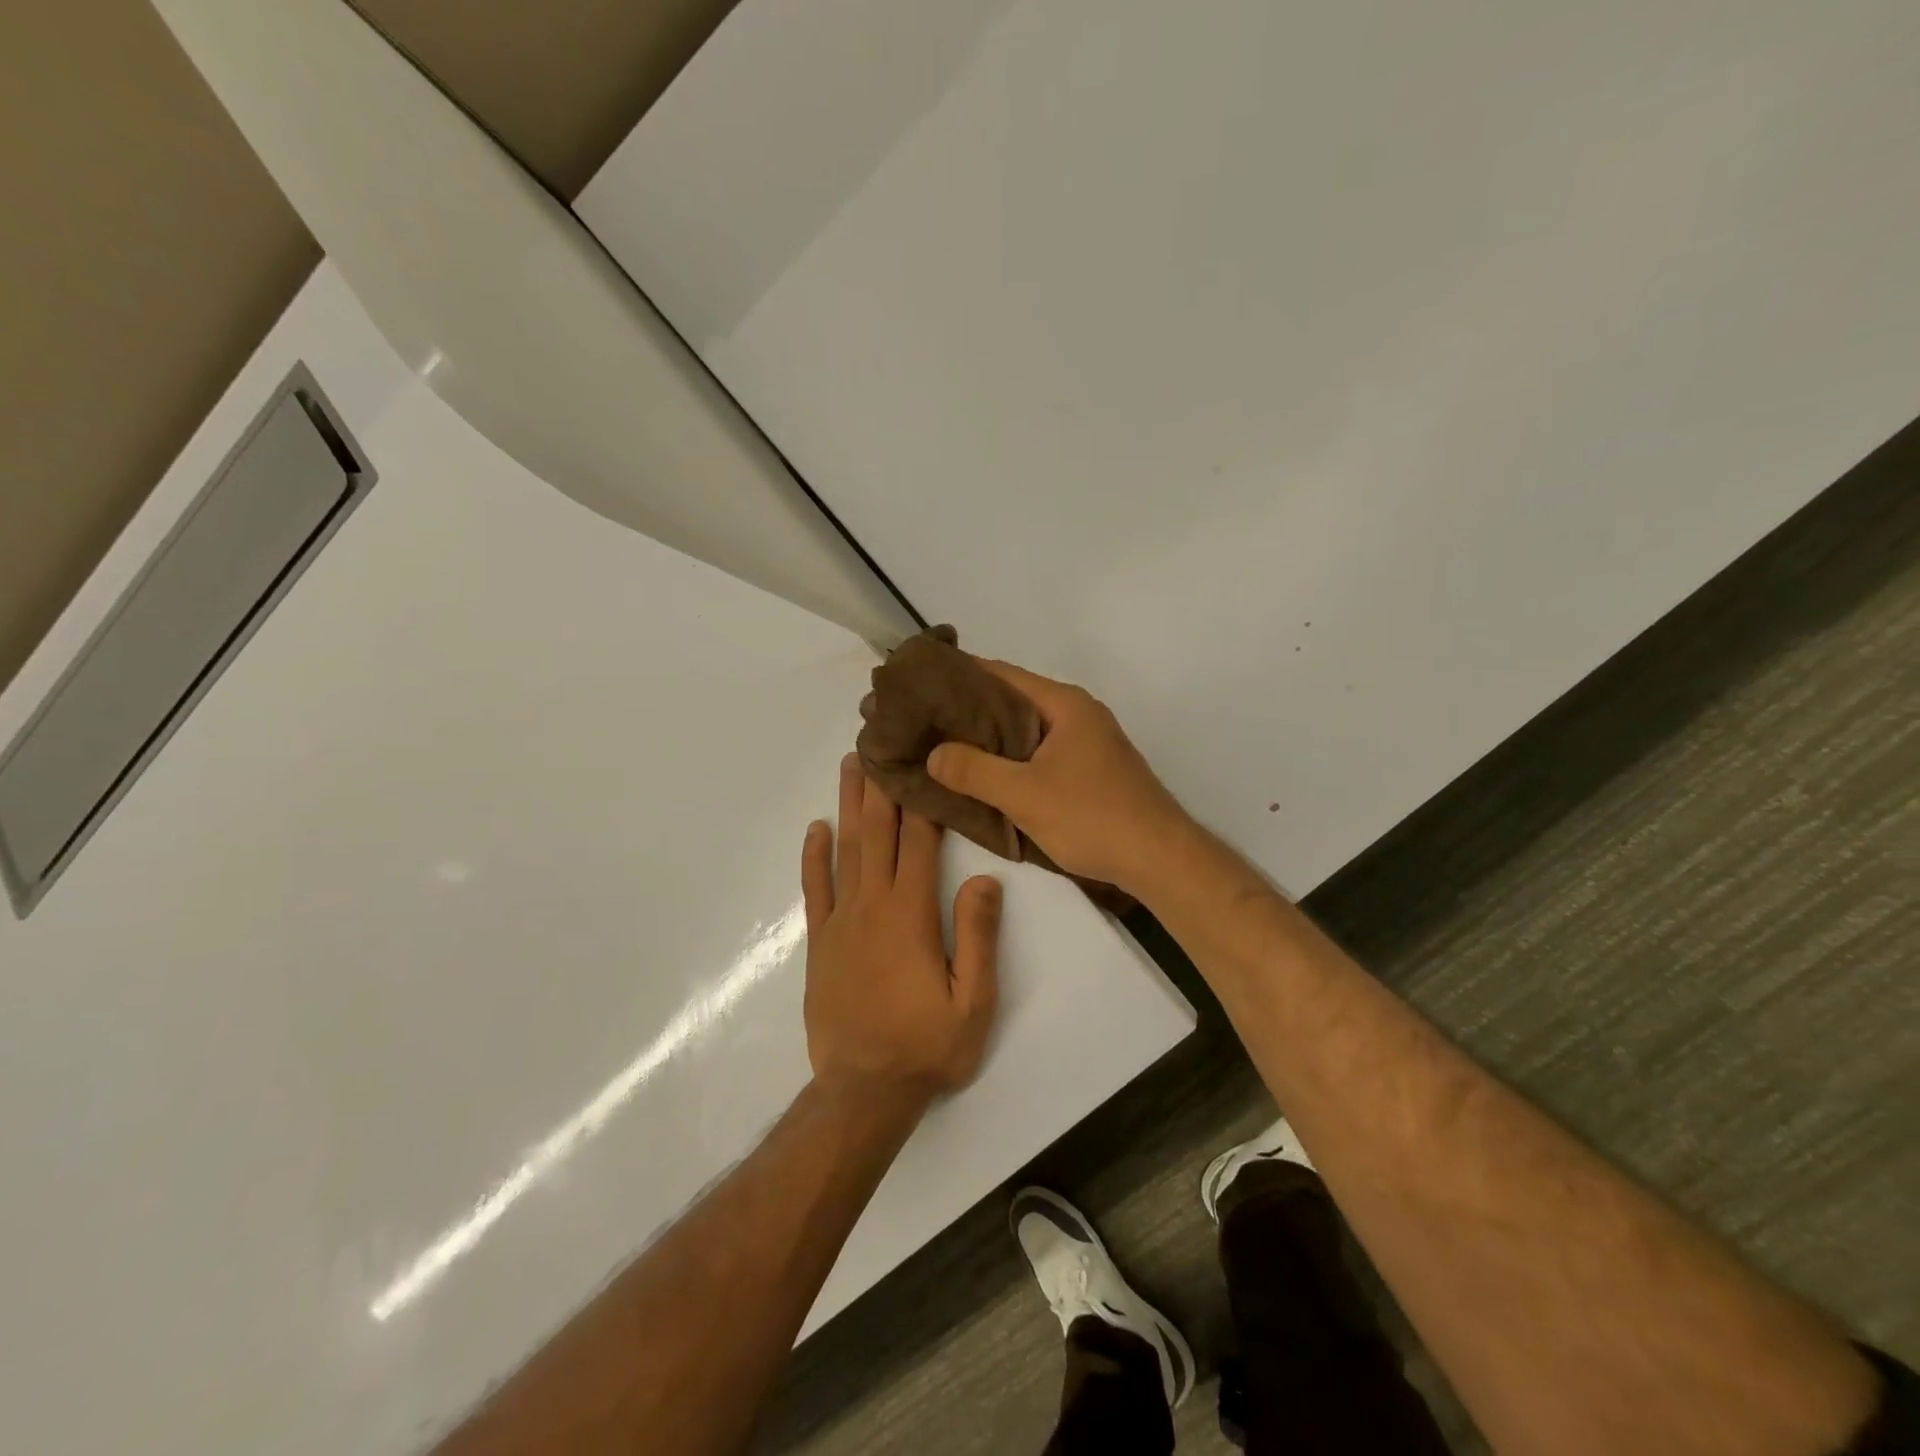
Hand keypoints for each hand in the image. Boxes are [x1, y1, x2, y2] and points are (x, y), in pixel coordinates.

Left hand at [802, 755, 1001, 1104]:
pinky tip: (816, 828)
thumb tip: (985, 879)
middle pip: (877, 832)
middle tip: (879, 739)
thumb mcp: (974, 1002)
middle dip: (882, 784)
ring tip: (850, 765)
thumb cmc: (926, 1047)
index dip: (922, 799)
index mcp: (911, 914)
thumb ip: (978, 937)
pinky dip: (814, 856)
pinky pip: (815, 889)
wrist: (864, 1092)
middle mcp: (872, 905)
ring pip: (845, 850)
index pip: (919, 843)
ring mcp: (841, 921)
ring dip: (848, 805)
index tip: (922, 758)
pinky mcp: (821, 942)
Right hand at [926, 660, 1189, 897]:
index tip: (920, 683)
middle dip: (969, 711)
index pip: (1000, 674)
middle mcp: (1076, 713)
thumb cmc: (1092, 816)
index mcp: (1063, 703)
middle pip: (1012, 701)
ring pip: (1025, 730)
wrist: (1160, 858)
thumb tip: (933, 754)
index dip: (959, 675)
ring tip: (943, 747)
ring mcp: (1087, 742)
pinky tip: (984, 774)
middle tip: (923, 720)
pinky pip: (1039, 753)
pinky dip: (1010, 758)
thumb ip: (974, 771)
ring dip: (989, 738)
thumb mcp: (1024, 795)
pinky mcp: (1090, 769)